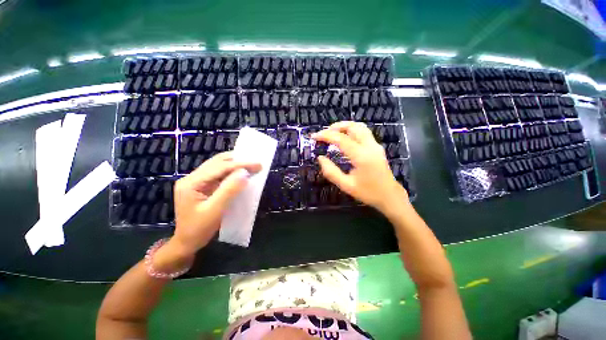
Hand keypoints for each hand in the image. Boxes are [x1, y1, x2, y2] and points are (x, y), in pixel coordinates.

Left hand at [163, 152, 260, 262]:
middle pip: (217, 162)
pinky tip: (240, 173)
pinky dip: (232, 171)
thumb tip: (245, 173)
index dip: (240, 164)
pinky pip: (219, 174)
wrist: (186, 243)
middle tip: (256, 164)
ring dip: (235, 164)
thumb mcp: (215, 210)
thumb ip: (229, 190)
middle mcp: (192, 178)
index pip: (219, 167)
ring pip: (218, 166)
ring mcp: (196, 181)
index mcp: (191, 183)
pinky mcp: (202, 186)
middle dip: (238, 161)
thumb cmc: (199, 229)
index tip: (258, 164)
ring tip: (251, 166)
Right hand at [312, 121, 408, 213]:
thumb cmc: (368, 193)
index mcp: (361, 156)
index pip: (341, 139)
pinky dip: (351, 131)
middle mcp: (370, 146)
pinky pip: (363, 132)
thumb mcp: (346, 185)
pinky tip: (344, 138)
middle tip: (324, 133)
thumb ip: (331, 172)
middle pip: (353, 126)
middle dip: (336, 126)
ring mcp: (375, 145)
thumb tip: (320, 158)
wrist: (390, 196)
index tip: (314, 136)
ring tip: (332, 132)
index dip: (326, 135)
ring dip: (345, 126)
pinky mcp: (377, 147)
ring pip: (360, 127)